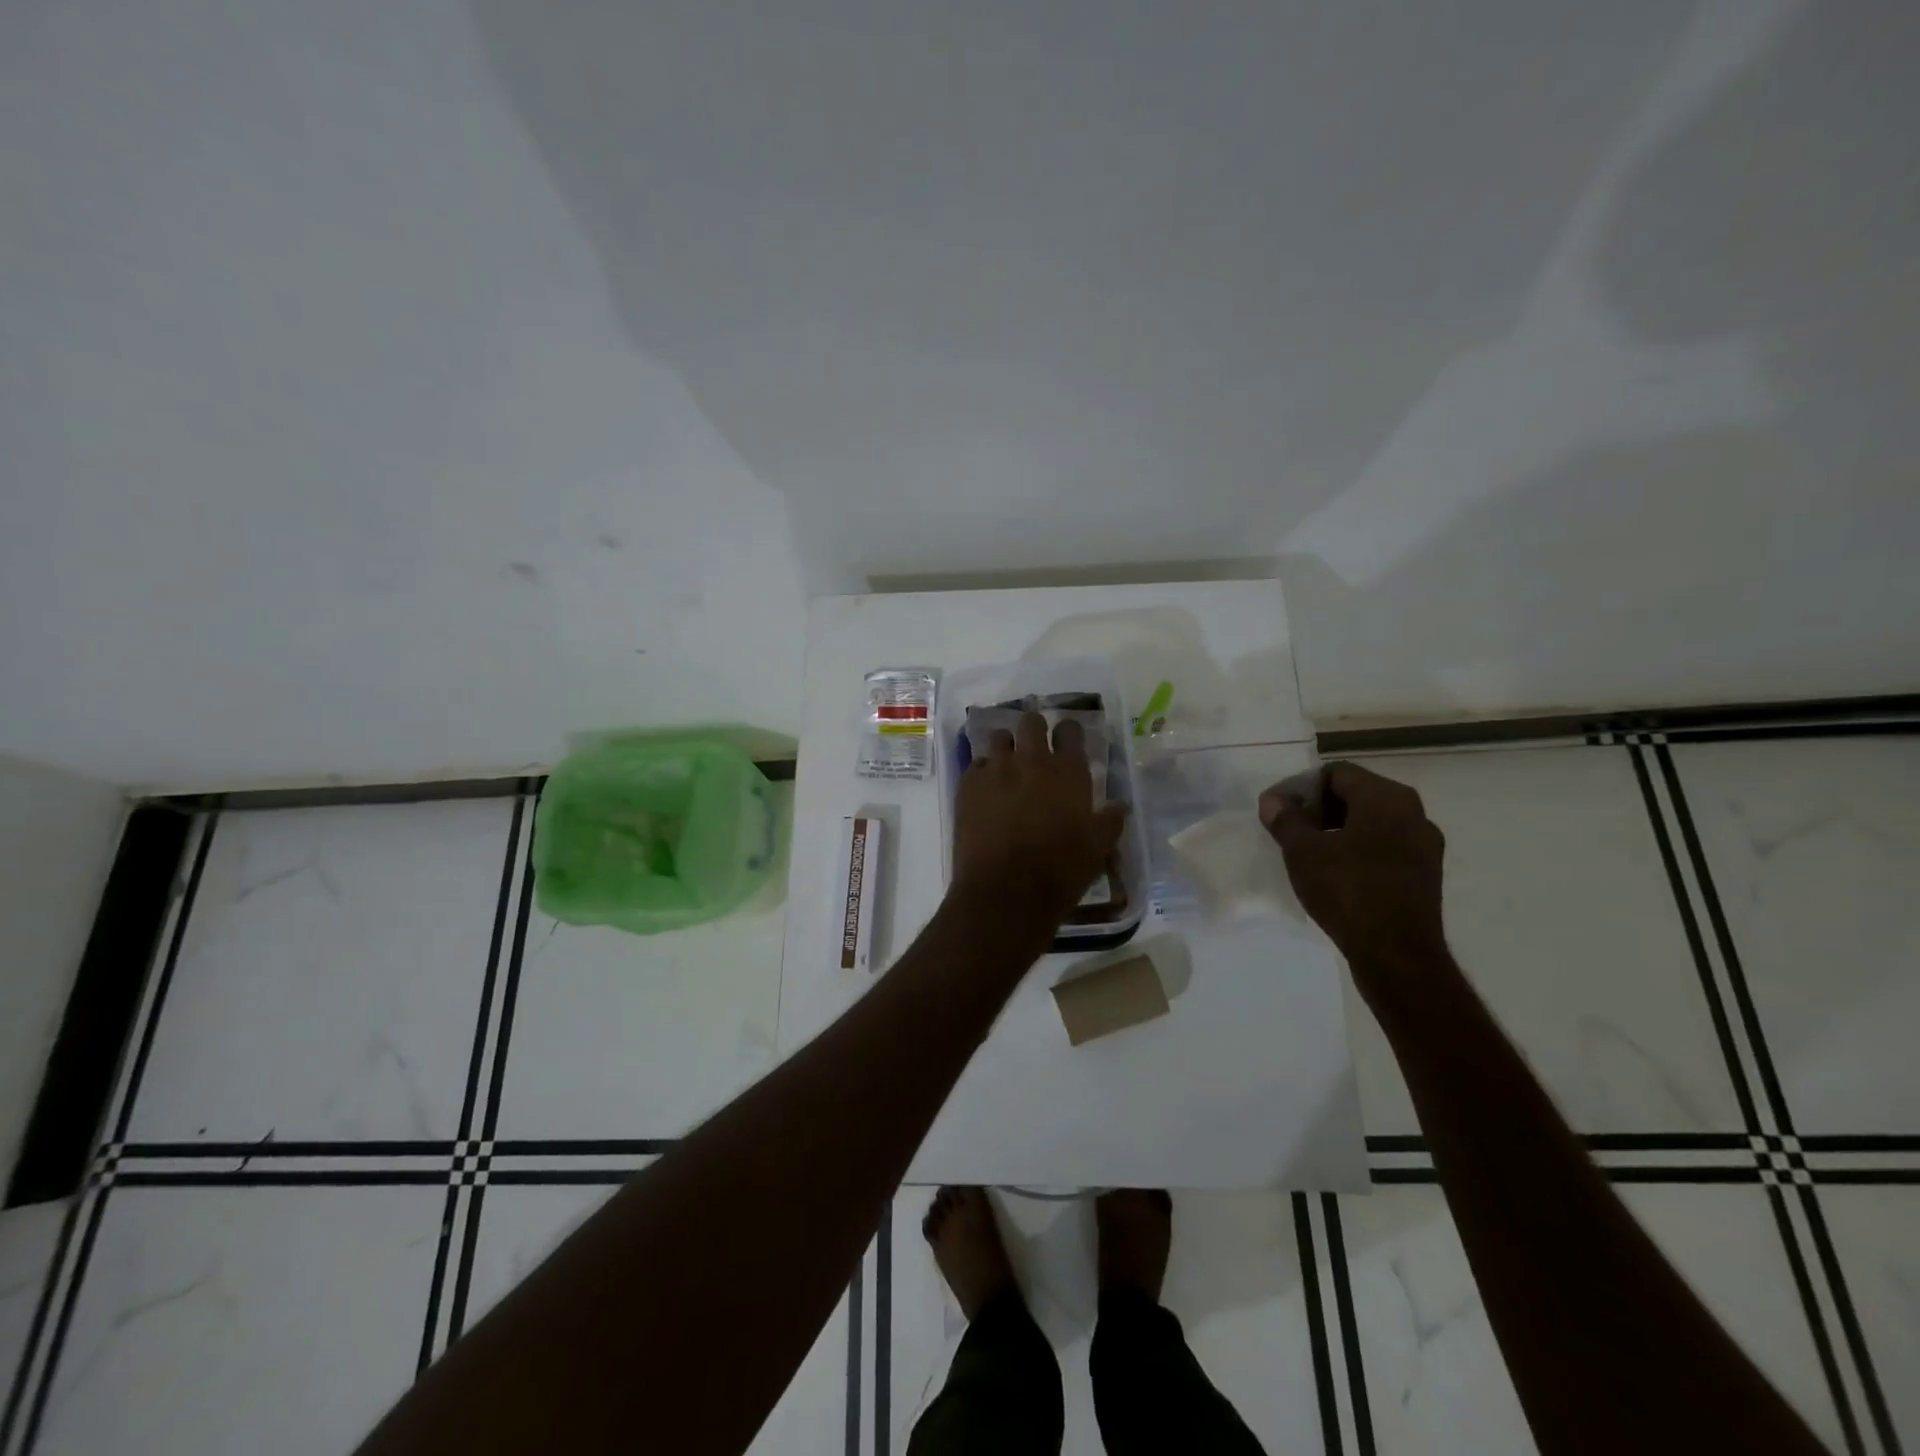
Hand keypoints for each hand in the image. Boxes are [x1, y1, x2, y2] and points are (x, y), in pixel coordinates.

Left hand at [953, 711, 1128, 924]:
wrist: (1004, 891)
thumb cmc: (1059, 871)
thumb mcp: (1098, 850)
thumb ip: (1110, 821)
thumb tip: (1120, 806)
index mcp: (1067, 772)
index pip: (1070, 730)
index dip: (1069, 732)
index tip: (1067, 741)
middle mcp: (1031, 761)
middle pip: (1030, 722)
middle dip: (1034, 729)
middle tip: (1035, 747)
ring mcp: (996, 770)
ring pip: (999, 738)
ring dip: (1006, 747)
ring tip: (1008, 767)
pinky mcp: (968, 785)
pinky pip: (976, 764)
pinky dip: (983, 772)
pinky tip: (986, 791)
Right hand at [1258, 761, 1450, 1006]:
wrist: (1396, 955)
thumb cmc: (1348, 891)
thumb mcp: (1303, 852)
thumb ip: (1286, 819)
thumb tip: (1274, 801)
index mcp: (1386, 798)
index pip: (1337, 773)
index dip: (1301, 786)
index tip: (1278, 809)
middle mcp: (1413, 812)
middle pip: (1357, 794)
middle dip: (1319, 807)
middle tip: (1290, 828)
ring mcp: (1424, 844)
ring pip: (1372, 821)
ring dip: (1338, 828)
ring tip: (1308, 851)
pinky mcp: (1425, 873)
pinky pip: (1385, 846)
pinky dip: (1358, 849)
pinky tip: (1335, 872)